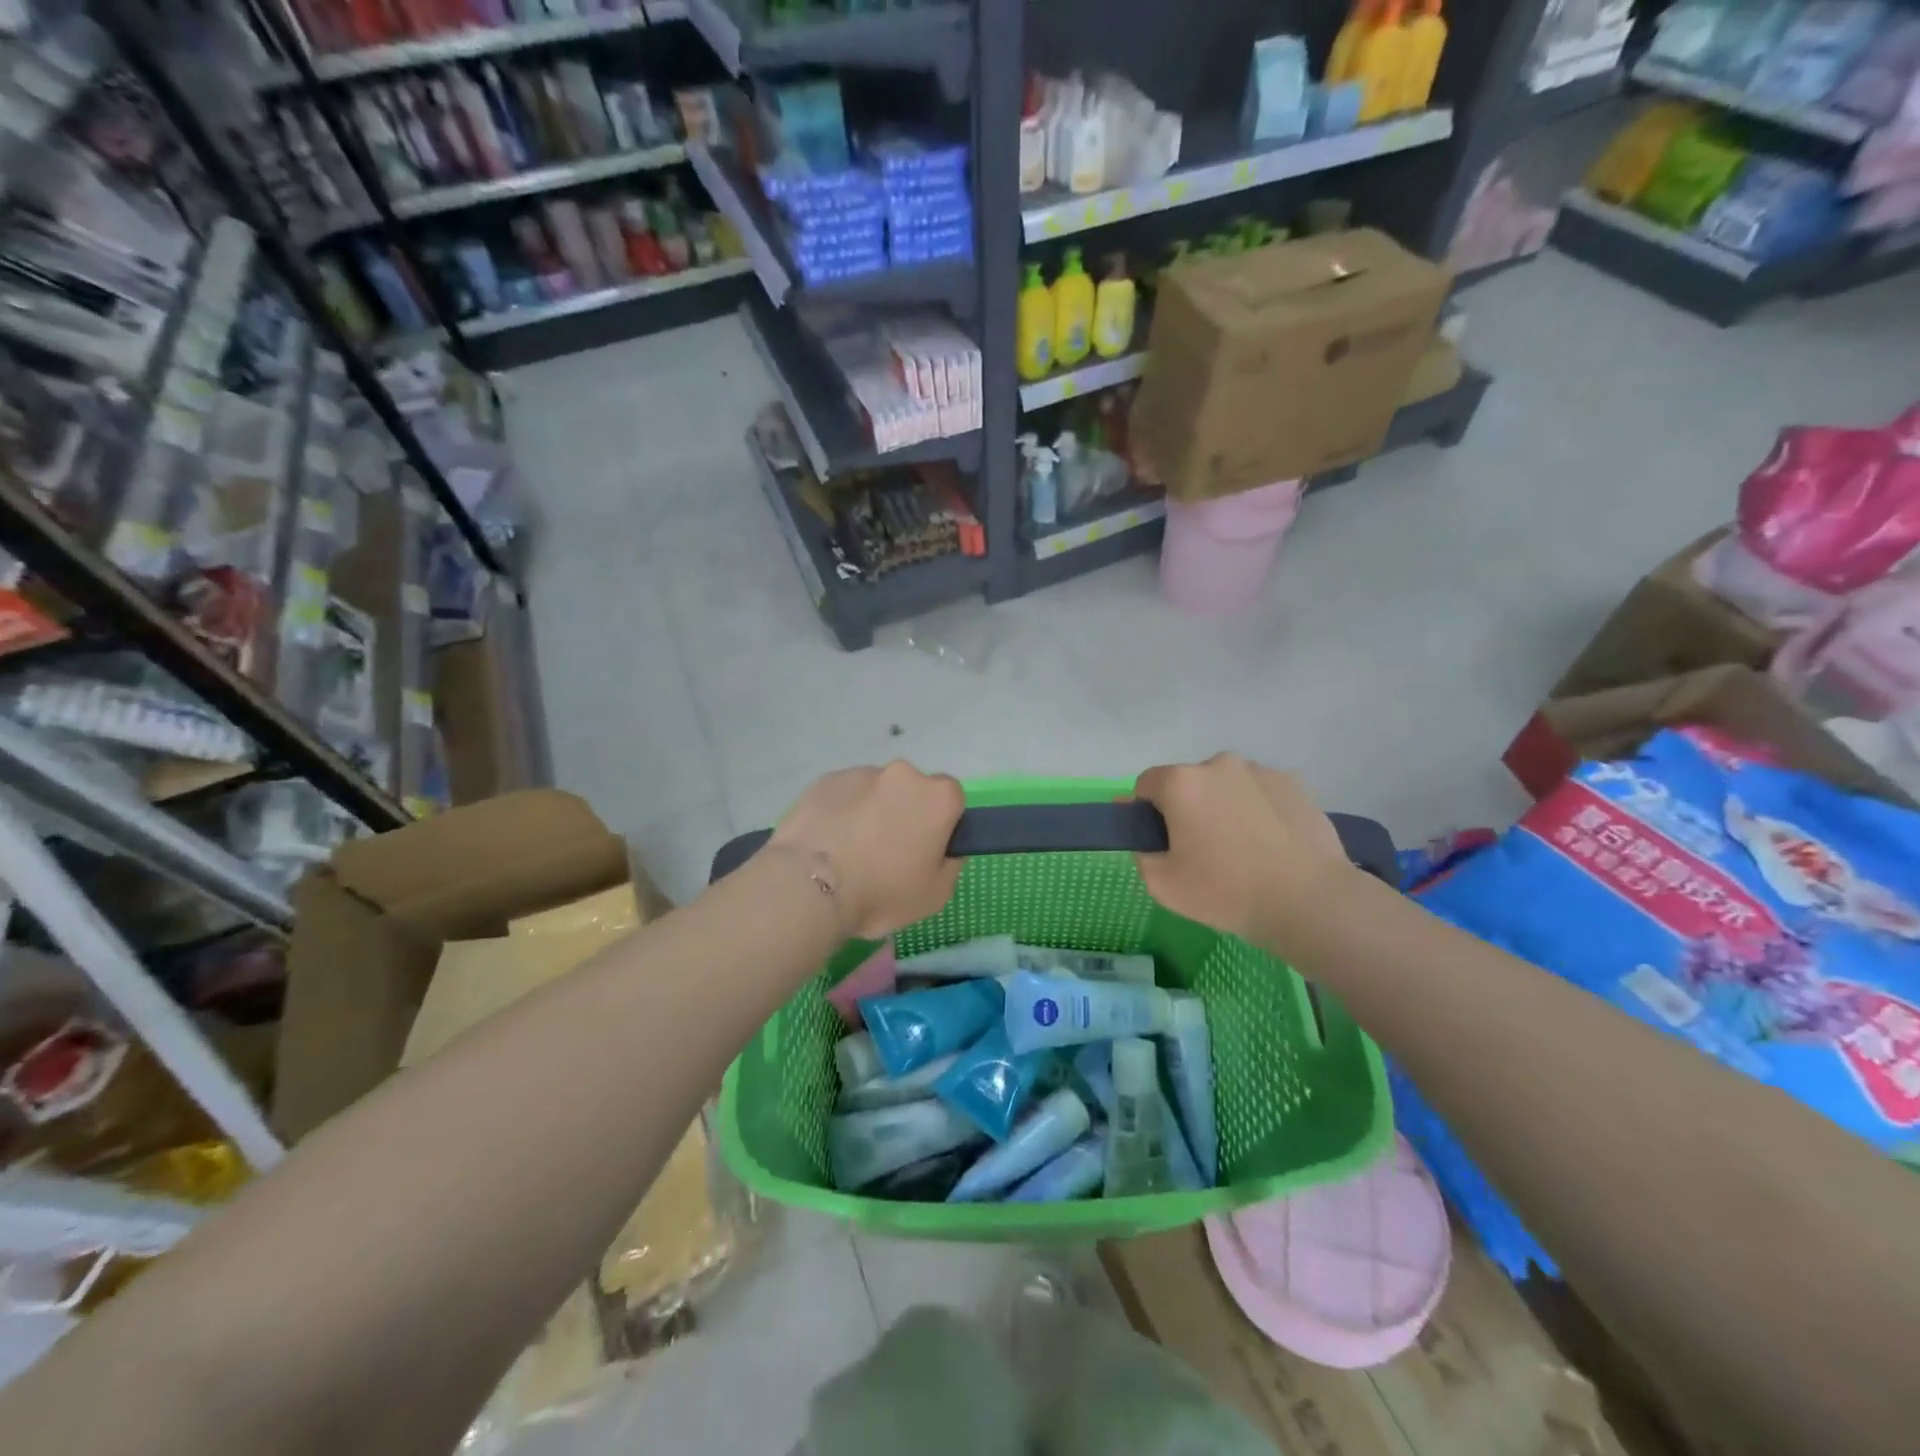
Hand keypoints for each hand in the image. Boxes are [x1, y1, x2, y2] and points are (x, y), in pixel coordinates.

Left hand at [769, 761, 964, 939]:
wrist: (808, 886)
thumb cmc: (881, 892)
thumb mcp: (936, 894)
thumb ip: (950, 862)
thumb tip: (943, 847)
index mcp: (938, 797)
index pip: (952, 799)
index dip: (941, 824)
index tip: (926, 849)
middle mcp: (903, 773)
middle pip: (912, 791)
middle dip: (904, 813)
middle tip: (887, 853)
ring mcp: (861, 773)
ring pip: (875, 791)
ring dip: (871, 812)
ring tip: (850, 852)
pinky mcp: (826, 780)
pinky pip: (843, 795)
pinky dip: (841, 812)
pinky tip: (827, 843)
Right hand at [1134, 754, 1352, 948]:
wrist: (1310, 902)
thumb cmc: (1226, 892)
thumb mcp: (1162, 885)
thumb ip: (1142, 853)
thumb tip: (1147, 837)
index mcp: (1181, 782)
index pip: (1146, 785)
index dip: (1147, 813)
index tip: (1162, 842)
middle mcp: (1219, 764)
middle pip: (1189, 782)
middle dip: (1188, 808)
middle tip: (1202, 850)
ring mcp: (1260, 771)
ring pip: (1227, 786)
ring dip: (1225, 806)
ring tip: (1243, 849)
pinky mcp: (1295, 784)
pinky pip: (1261, 792)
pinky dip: (1258, 810)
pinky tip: (1271, 844)